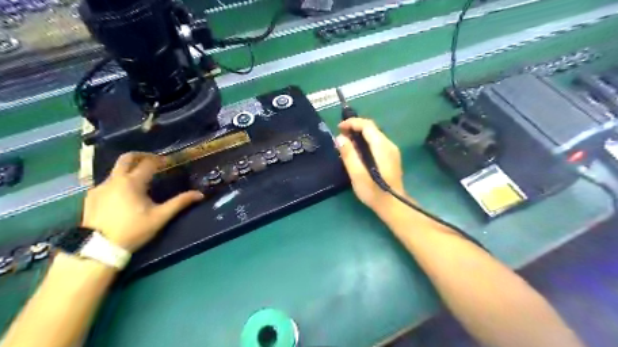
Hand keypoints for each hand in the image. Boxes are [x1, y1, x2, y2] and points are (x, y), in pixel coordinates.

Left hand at [79, 151, 202, 251]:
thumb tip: (200, 194)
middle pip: (126, 158)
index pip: (148, 163)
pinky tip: (124, 194)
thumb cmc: (133, 230)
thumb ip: (180, 203)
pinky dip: (119, 182)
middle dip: (141, 156)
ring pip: (116, 170)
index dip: (160, 160)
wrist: (98, 248)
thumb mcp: (160, 216)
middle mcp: (114, 180)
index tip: (169, 162)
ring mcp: (100, 187)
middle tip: (153, 161)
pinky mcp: (91, 197)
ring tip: (141, 180)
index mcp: (132, 182)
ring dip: (130, 170)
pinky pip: (107, 182)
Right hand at [337, 120, 408, 213]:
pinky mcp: (391, 157)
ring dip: (359, 135)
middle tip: (340, 136)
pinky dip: (365, 142)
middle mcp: (389, 145)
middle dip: (355, 128)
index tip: (339, 128)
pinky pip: (377, 142)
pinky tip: (358, 151)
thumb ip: (349, 154)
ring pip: (374, 135)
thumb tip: (340, 138)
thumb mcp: (357, 174)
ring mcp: (392, 151)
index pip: (367, 125)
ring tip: (346, 143)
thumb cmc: (374, 192)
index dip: (352, 123)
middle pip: (372, 128)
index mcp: (381, 147)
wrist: (393, 205)